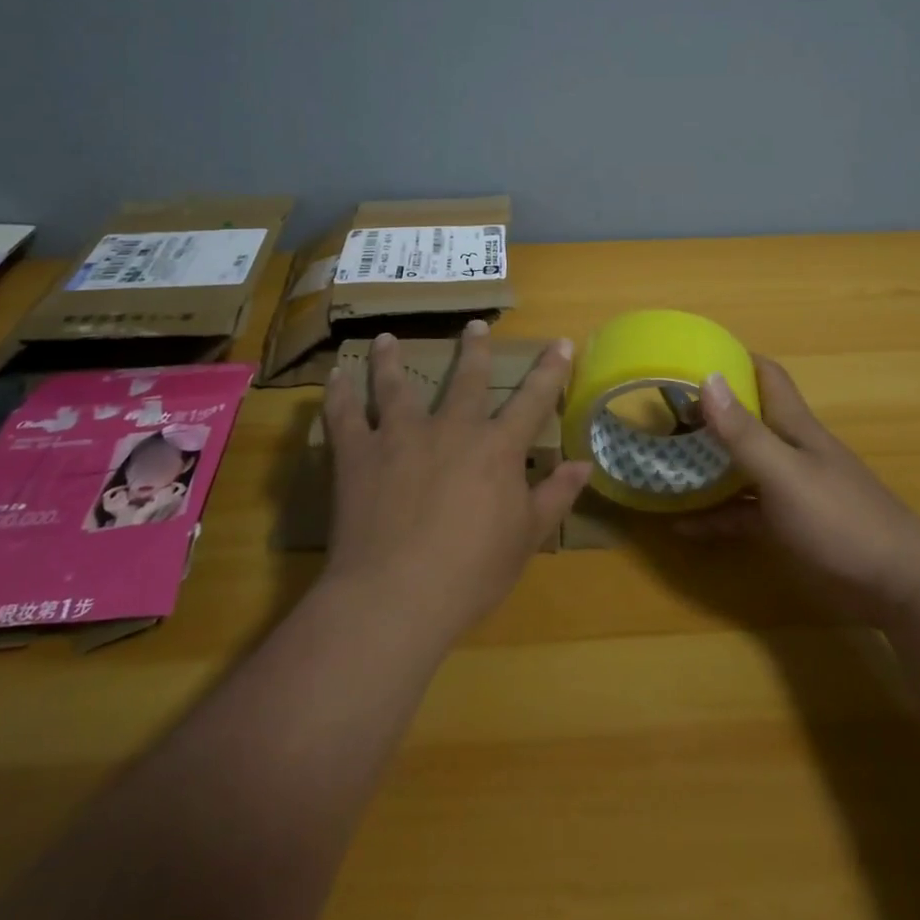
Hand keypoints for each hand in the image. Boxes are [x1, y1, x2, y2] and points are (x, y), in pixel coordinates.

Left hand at [320, 323, 590, 646]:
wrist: (397, 595)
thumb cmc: (471, 572)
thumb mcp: (526, 538)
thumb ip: (555, 496)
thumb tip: (585, 463)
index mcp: (496, 448)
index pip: (533, 399)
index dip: (550, 370)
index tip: (560, 341)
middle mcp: (451, 428)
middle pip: (466, 379)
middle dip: (474, 349)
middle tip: (475, 324)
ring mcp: (400, 435)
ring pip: (396, 385)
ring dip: (391, 360)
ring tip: (385, 339)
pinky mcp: (358, 453)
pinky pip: (344, 415)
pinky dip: (338, 393)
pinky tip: (335, 376)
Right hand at [684, 357, 919, 617]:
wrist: (899, 587)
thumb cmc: (842, 519)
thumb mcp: (786, 474)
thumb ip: (745, 433)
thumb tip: (708, 377)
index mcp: (794, 427)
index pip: (766, 376)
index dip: (733, 360)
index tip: (690, 356)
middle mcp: (789, 451)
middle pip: (745, 420)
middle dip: (707, 414)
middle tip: (660, 413)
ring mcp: (789, 490)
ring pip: (739, 467)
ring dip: (705, 465)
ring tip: (661, 463)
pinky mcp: (788, 527)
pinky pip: (742, 514)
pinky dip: (714, 517)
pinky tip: (681, 525)